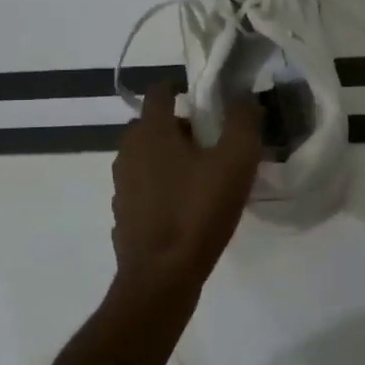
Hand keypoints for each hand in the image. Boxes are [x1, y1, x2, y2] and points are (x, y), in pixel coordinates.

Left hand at [111, 83, 261, 302]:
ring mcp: (121, 184)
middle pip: (153, 125)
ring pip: (147, 157)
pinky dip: (161, 186)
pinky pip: (143, 187)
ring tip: (202, 175)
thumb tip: (244, 96)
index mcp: (151, 131)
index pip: (159, 91)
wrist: (161, 277)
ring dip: (170, 157)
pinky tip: (185, 206)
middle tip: (212, 140)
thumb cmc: (198, 211)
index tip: (204, 98)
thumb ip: (243, 121)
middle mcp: (128, 151)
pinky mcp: (122, 213)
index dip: (180, 87)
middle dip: (180, 126)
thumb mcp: (235, 161)